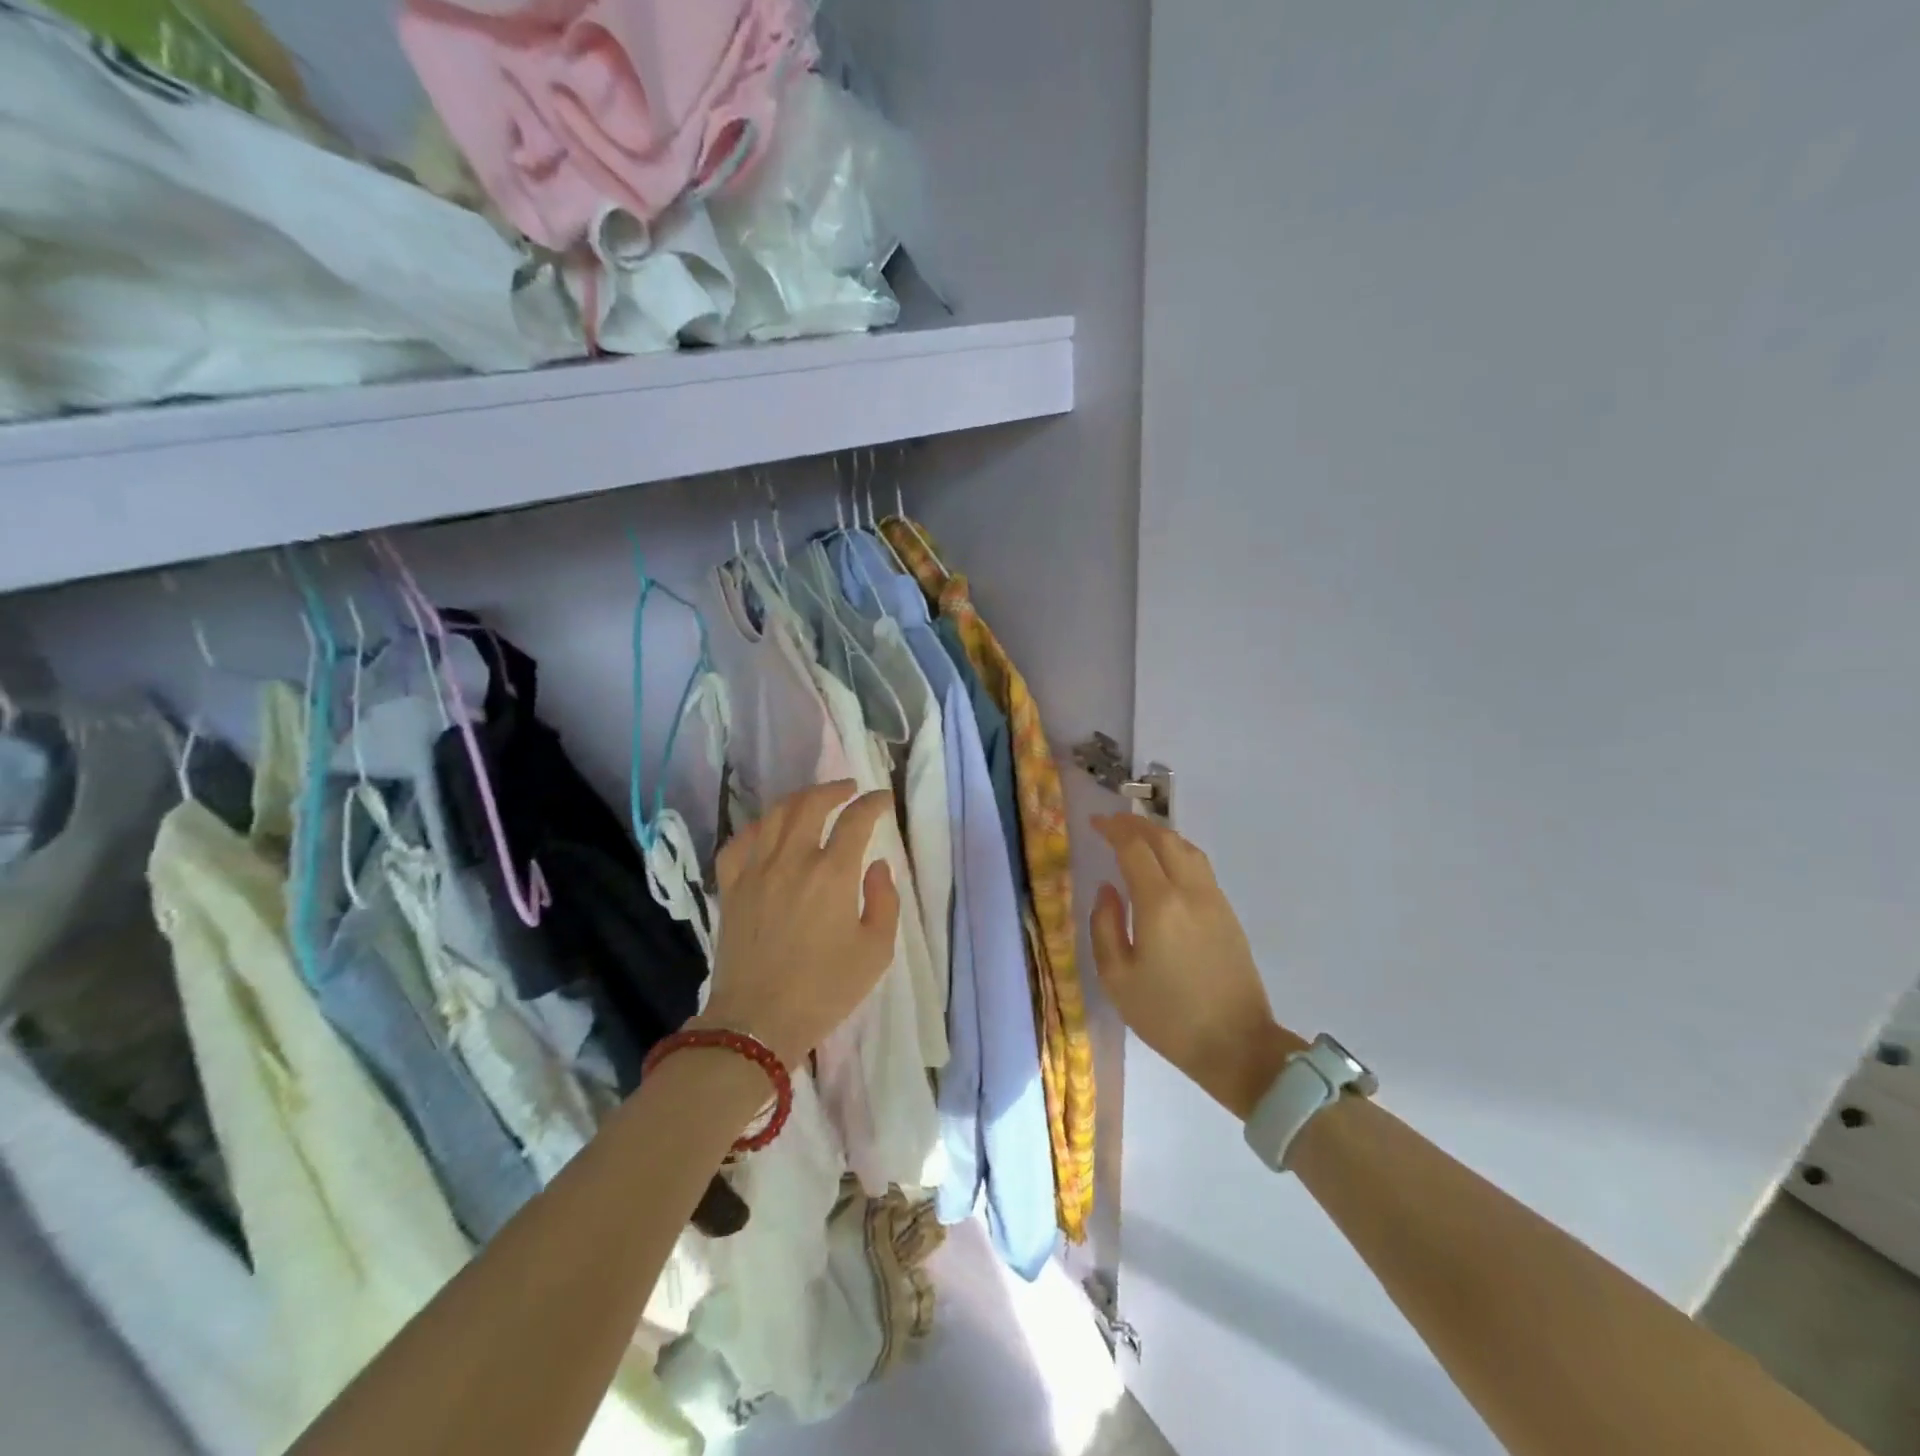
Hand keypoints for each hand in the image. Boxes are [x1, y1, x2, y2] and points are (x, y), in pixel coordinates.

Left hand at [700, 781, 900, 1066]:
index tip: (884, 800)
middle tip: (849, 790)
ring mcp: (756, 871)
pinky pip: (740, 843)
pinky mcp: (731, 888)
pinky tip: (767, 832)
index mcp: (832, 874)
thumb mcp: (876, 952)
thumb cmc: (825, 991)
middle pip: (810, 803)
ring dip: (798, 799)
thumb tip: (876, 867)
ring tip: (813, 801)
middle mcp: (792, 860)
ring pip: (774, 815)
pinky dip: (757, 828)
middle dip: (834, 789)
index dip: (873, 803)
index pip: (856, 820)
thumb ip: (884, 901)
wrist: (757, 1022)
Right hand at [1089, 814, 1303, 1118]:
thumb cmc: (1168, 1017)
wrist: (1237, 1046)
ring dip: (1159, 834)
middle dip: (1135, 825)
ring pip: (1187, 848)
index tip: (1094, 822)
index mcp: (1159, 904)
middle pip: (1164, 838)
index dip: (1112, 829)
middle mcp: (1190, 891)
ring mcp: (1214, 900)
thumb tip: (1107, 889)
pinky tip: (1166, 864)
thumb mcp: (1117, 979)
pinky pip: (1200, 866)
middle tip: (1111, 823)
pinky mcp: (1228, 913)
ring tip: (1137, 836)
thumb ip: (1105, 926)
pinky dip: (1177, 851)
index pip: (1134, 848)